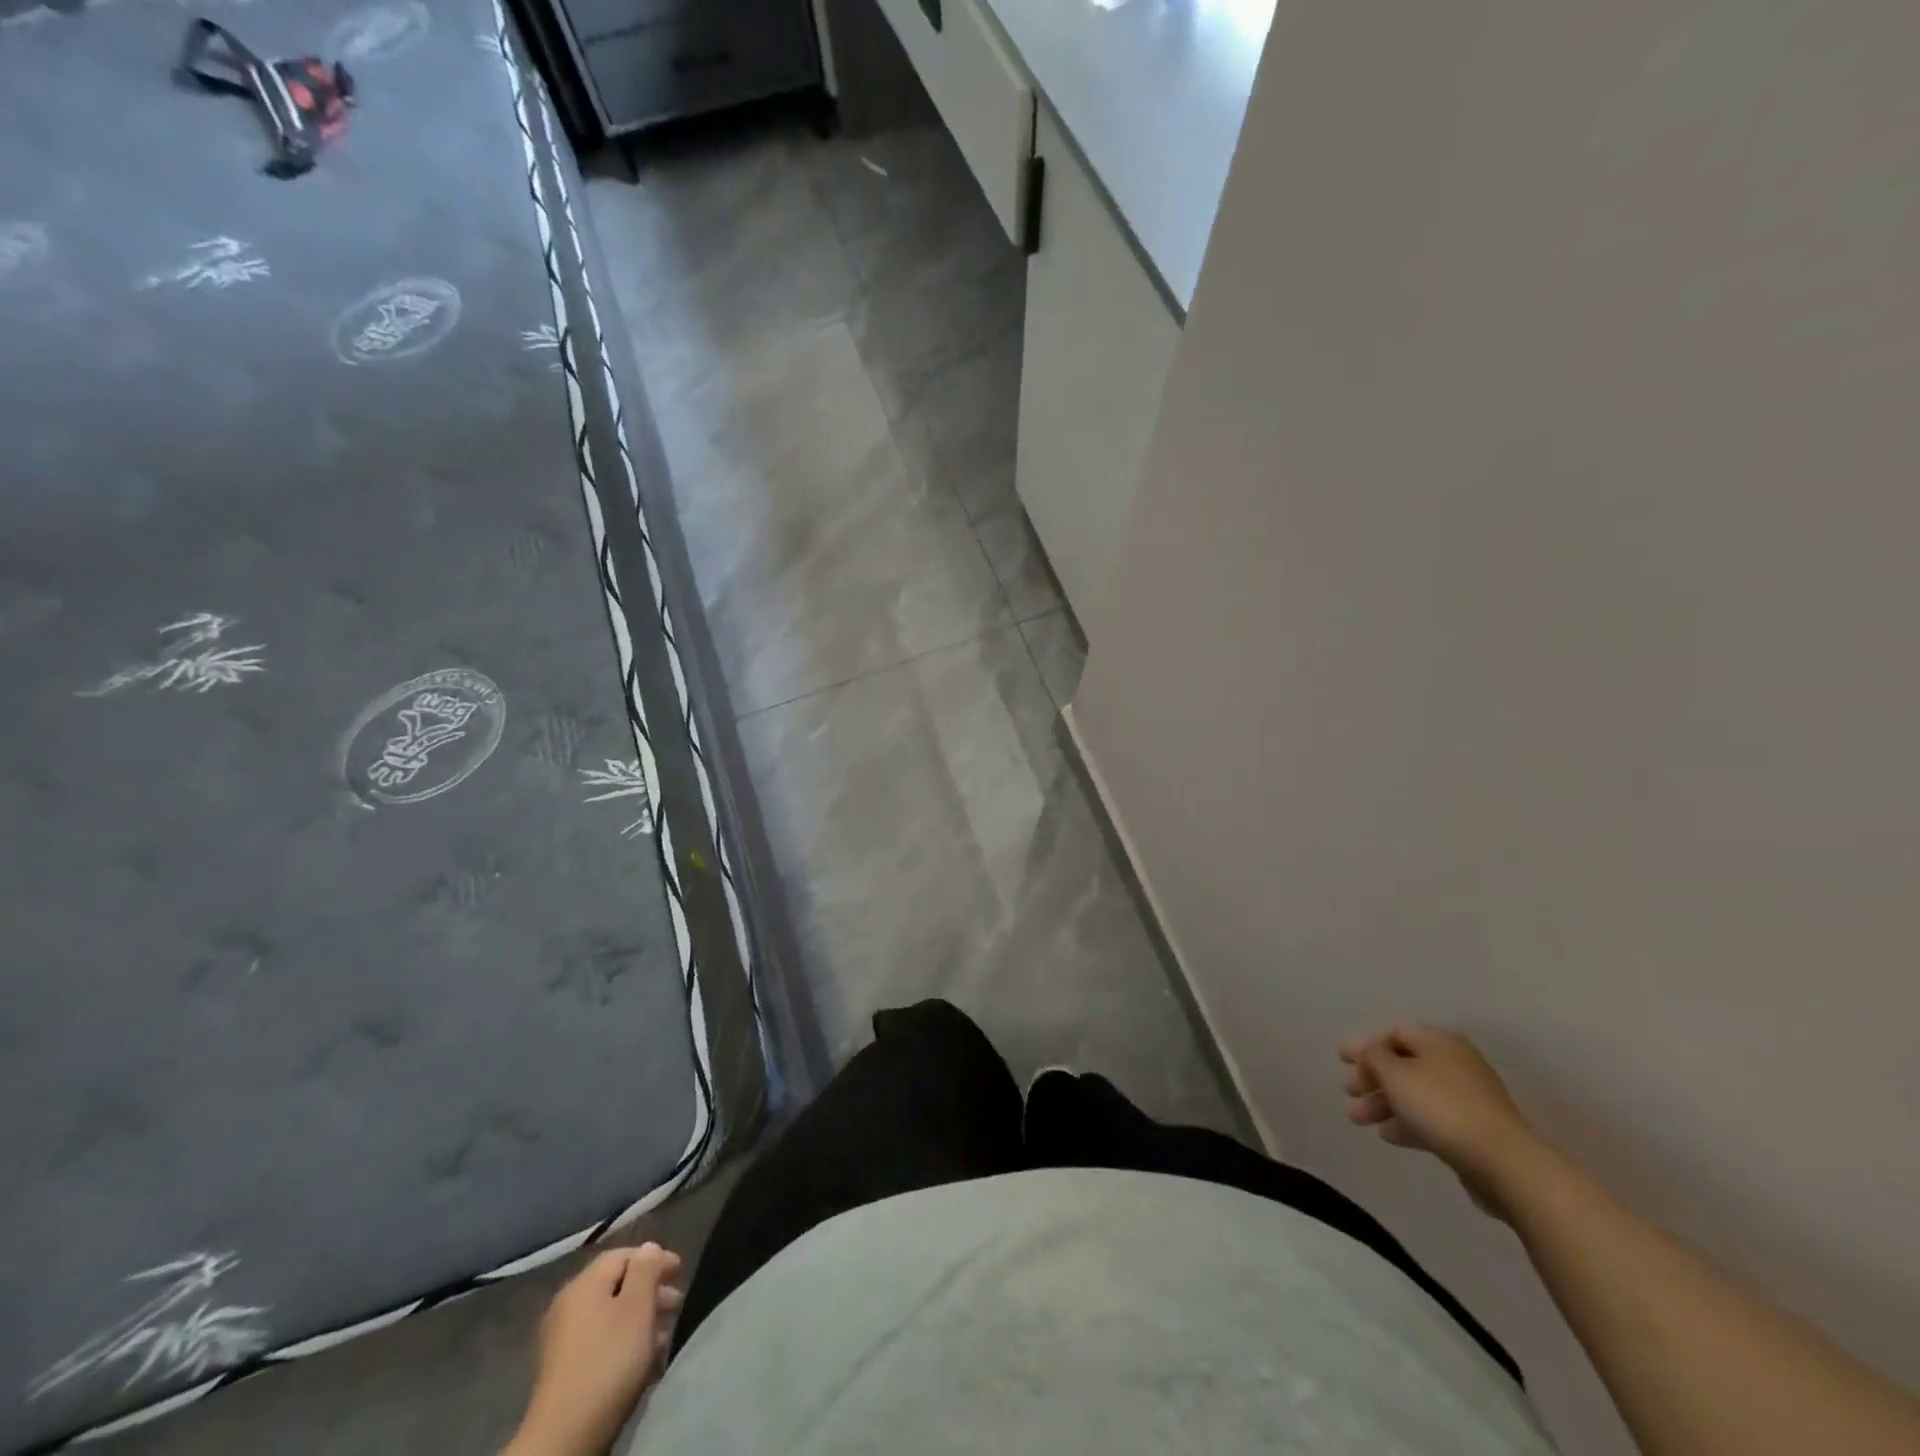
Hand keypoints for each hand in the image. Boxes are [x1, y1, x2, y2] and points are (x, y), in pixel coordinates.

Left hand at [505, 1243, 684, 1455]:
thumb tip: (649, 1248)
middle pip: (617, 1285)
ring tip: (664, 1336)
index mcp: (585, 1284)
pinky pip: (602, 1342)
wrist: (564, 1436)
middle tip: (676, 1305)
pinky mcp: (565, 1371)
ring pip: (611, 1316)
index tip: (680, 1272)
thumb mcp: (637, 1307)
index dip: (655, 1258)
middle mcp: (570, 1305)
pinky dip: (625, 1343)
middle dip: (650, 1291)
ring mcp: (564, 1340)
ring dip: (641, 1320)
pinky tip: (644, 1361)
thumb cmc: (608, 1360)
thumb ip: (646, 1270)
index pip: (624, 1255)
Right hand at [1339, 1025, 1547, 1220]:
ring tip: (1359, 1120)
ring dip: (1383, 1103)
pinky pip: (1430, 1118)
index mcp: (1439, 1042)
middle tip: (1348, 1092)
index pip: (1394, 1033)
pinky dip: (1406, 1122)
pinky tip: (1388, 1135)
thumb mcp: (1394, 1073)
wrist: (1503, 1163)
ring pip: (1414, 1094)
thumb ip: (1372, 1057)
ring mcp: (1467, 1098)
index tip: (1340, 1060)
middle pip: (1403, 1064)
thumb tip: (1366, 1052)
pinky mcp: (1472, 1130)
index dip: (1365, 1044)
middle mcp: (1454, 1063)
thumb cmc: (1441, 1106)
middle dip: (1371, 1078)